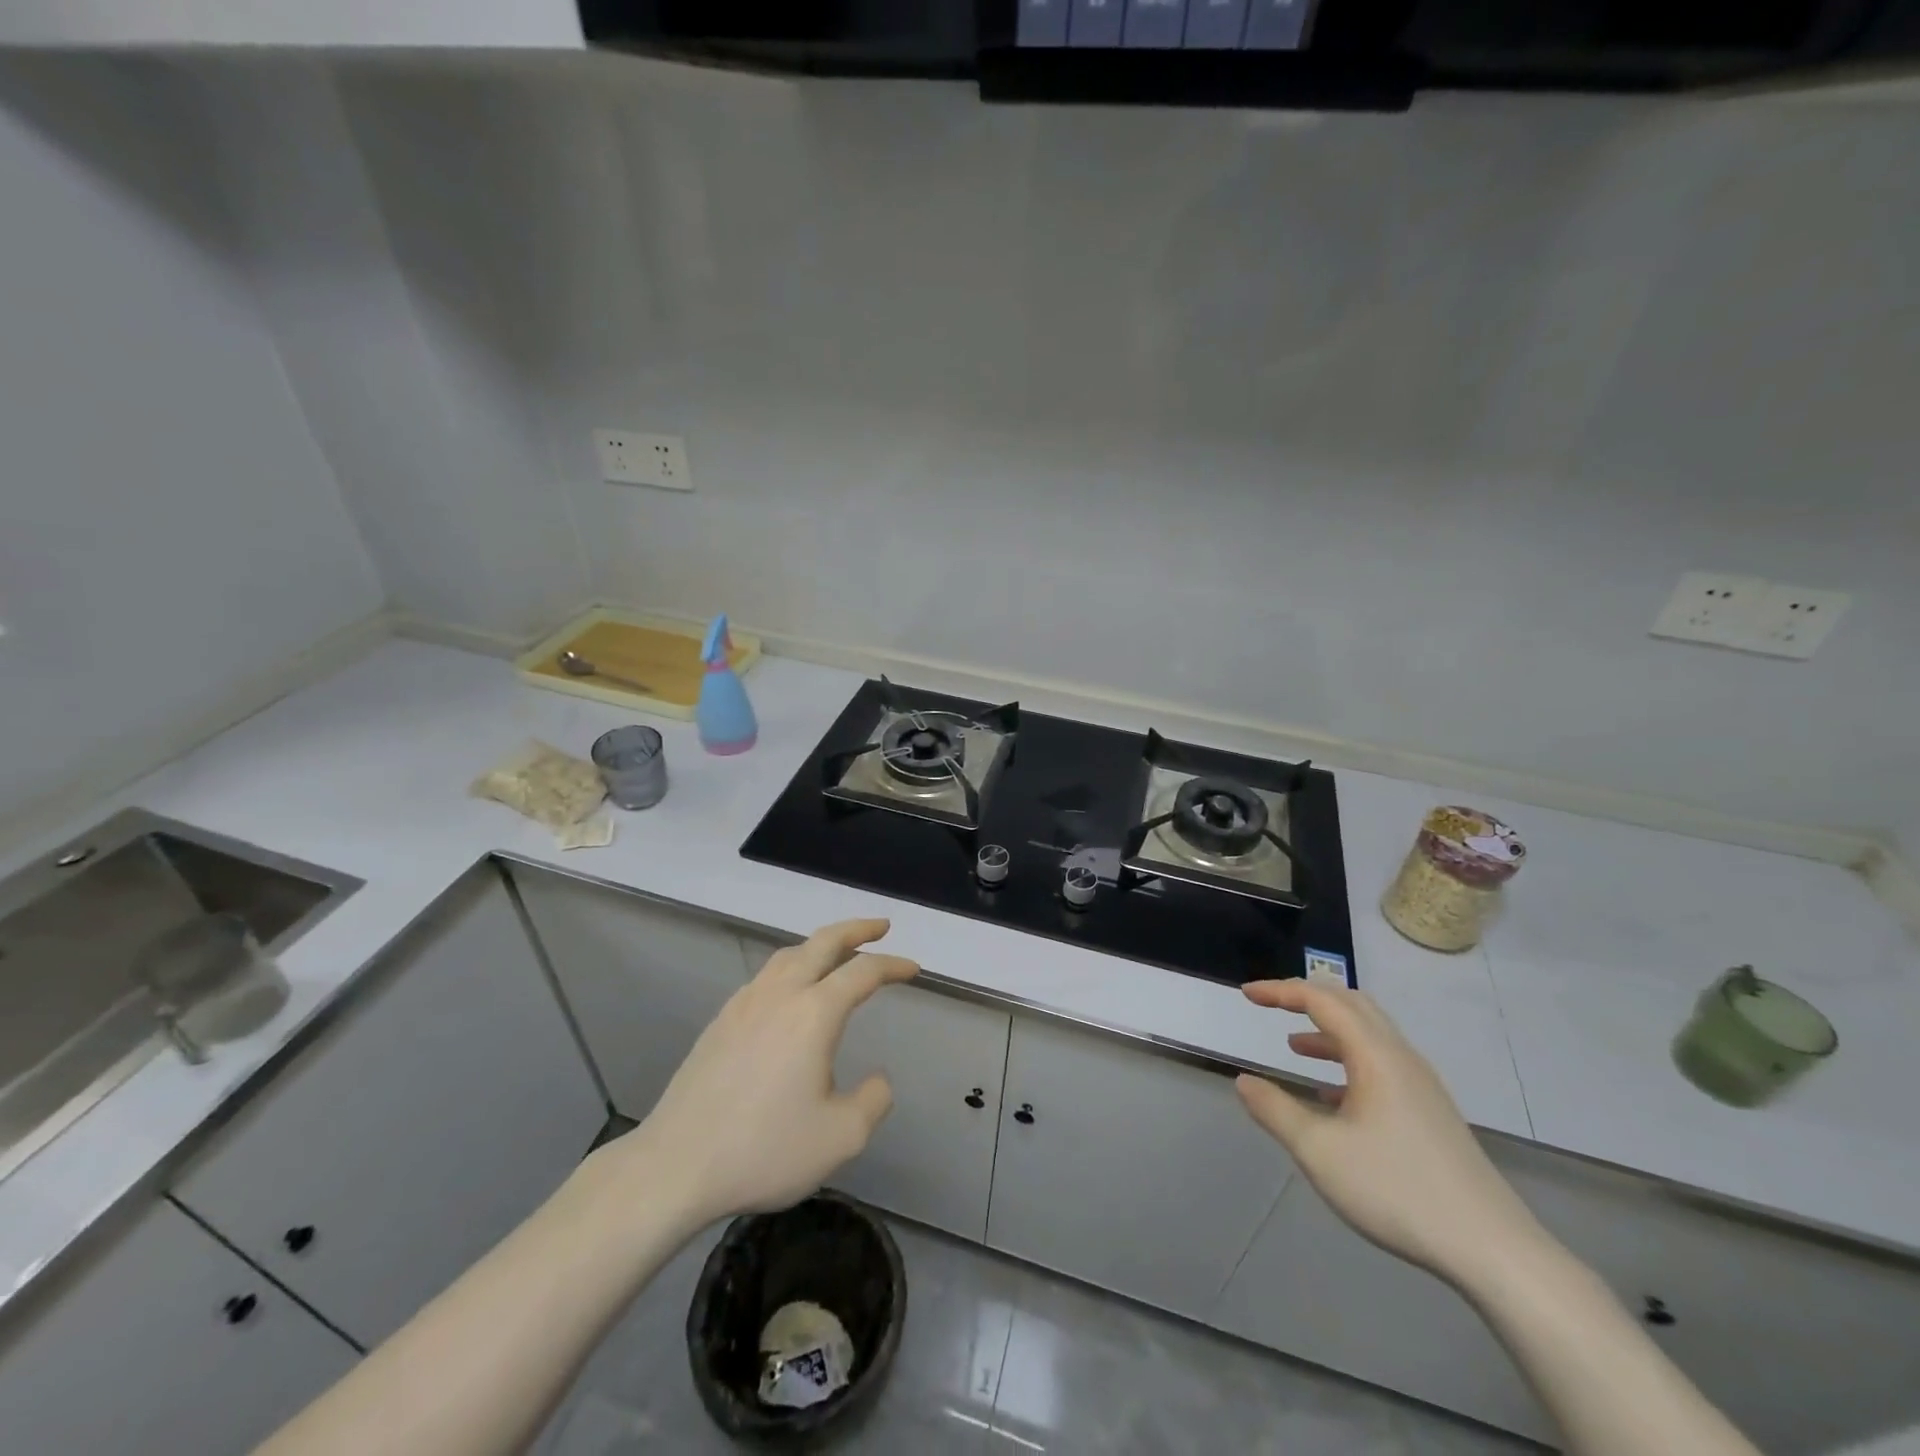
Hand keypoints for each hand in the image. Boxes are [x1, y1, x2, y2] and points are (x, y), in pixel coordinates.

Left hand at [612, 918, 917, 1227]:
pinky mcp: (721, 1021)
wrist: (677, 1165)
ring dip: (820, 945)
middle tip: (881, 927)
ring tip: (838, 953)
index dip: (893, 965)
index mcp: (814, 1013)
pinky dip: (791, 967)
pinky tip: (790, 992)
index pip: (863, 972)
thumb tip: (877, 1079)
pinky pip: (765, 976)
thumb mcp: (840, 1137)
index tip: (913, 969)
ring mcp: (745, 1004)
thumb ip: (873, 1101)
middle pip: (822, 942)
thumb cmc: (764, 1149)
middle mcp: (780, 995)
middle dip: (856, 929)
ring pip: (789, 954)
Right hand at [1234, 979, 1543, 1284]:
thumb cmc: (1398, 1191)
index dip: (1280, 991)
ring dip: (1328, 1031)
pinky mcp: (1430, 1113)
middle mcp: (1401, 1058)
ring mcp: (1421, 1086)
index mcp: (1376, 1055)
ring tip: (1293, 1045)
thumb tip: (1243, 1081)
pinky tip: (1330, 1096)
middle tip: (1271, 1004)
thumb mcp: (1319, 1151)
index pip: (1322, 1000)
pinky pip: (1382, 1065)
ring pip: (1369, 1035)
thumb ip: (1275, 1111)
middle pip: (1351, 1005)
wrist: (1493, 1250)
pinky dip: (1348, 1061)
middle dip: (1307, 998)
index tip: (1247, 994)